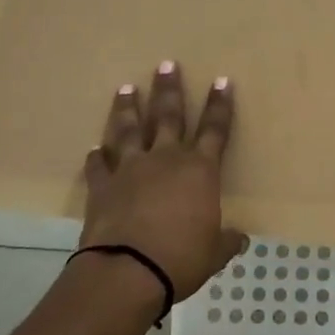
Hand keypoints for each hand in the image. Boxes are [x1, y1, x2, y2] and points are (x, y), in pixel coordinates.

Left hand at [80, 62, 247, 297]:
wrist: (128, 271)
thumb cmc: (182, 258)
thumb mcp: (213, 253)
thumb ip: (225, 241)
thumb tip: (239, 239)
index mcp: (200, 170)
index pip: (216, 129)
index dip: (220, 105)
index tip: (221, 80)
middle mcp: (165, 160)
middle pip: (169, 116)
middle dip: (169, 89)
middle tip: (166, 64)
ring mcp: (130, 169)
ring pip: (129, 130)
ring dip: (128, 108)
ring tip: (126, 88)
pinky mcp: (102, 187)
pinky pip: (98, 166)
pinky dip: (97, 157)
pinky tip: (94, 149)